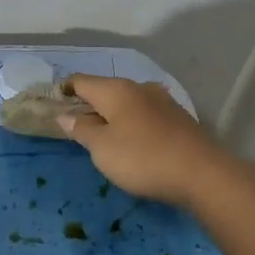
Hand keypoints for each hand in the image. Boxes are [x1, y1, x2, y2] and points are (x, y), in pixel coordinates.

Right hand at [59, 74, 240, 208]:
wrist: (201, 173)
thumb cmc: (142, 158)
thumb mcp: (102, 148)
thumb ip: (81, 130)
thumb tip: (65, 115)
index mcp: (115, 90)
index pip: (81, 81)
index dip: (64, 90)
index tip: (53, 105)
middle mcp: (139, 87)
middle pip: (105, 90)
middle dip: (89, 105)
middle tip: (75, 127)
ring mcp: (162, 101)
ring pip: (127, 102)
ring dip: (112, 115)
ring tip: (103, 137)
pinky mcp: (178, 118)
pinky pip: (144, 114)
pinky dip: (132, 123)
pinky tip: (133, 142)